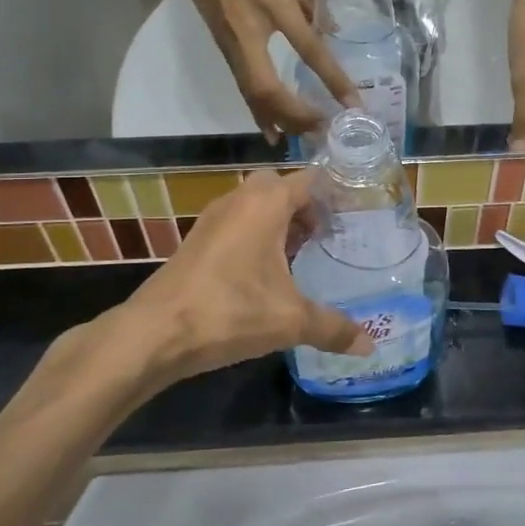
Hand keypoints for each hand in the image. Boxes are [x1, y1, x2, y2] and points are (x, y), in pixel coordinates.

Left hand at [112, 169, 369, 387]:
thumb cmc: (230, 312)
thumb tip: (369, 346)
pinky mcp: (197, 240)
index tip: (356, 212)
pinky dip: (255, 236)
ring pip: (254, 205)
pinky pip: (236, 224)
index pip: (309, 179)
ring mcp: (213, 219)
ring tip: (301, 255)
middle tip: (325, 236)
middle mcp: (239, 199)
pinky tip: (266, 274)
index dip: (334, 192)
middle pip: (279, 186)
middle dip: (304, 206)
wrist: (155, 333)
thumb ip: (333, 328)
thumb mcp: (290, 321)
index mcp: (266, 203)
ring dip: (277, 221)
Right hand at [162, 0, 358, 141]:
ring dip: (277, 119)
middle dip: (296, 116)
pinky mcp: (221, 46)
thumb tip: (330, 36)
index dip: (333, 80)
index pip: (310, 50)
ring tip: (299, 140)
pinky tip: (270, 126)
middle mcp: (249, 32)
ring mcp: (230, 42)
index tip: (353, 104)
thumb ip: (311, 4)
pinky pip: (242, 85)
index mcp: (273, 4)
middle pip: (269, 89)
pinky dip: (258, 109)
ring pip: (252, 93)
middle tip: (322, 132)